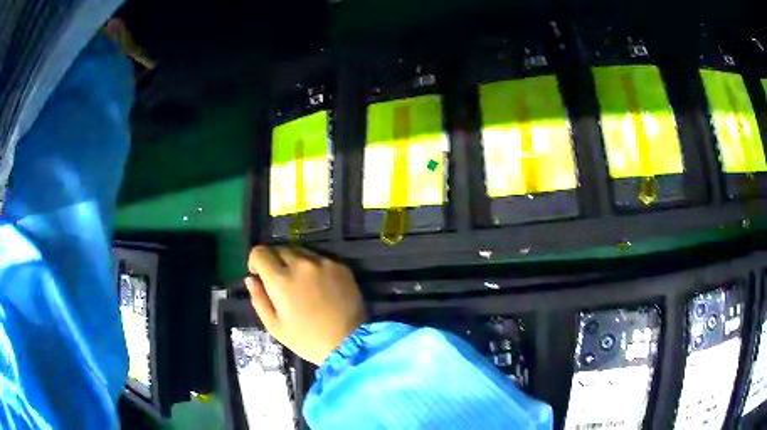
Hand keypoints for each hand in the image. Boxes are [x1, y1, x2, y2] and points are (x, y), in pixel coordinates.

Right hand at [245, 245, 367, 364]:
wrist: (350, 343)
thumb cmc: (307, 340)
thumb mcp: (275, 326)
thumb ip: (258, 299)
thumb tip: (250, 279)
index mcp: (281, 280)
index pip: (260, 252)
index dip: (255, 260)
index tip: (258, 273)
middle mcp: (301, 264)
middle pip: (279, 249)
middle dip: (274, 261)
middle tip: (279, 280)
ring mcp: (323, 263)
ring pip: (300, 251)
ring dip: (293, 261)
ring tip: (299, 282)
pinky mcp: (341, 266)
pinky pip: (319, 258)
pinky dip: (313, 266)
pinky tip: (318, 285)